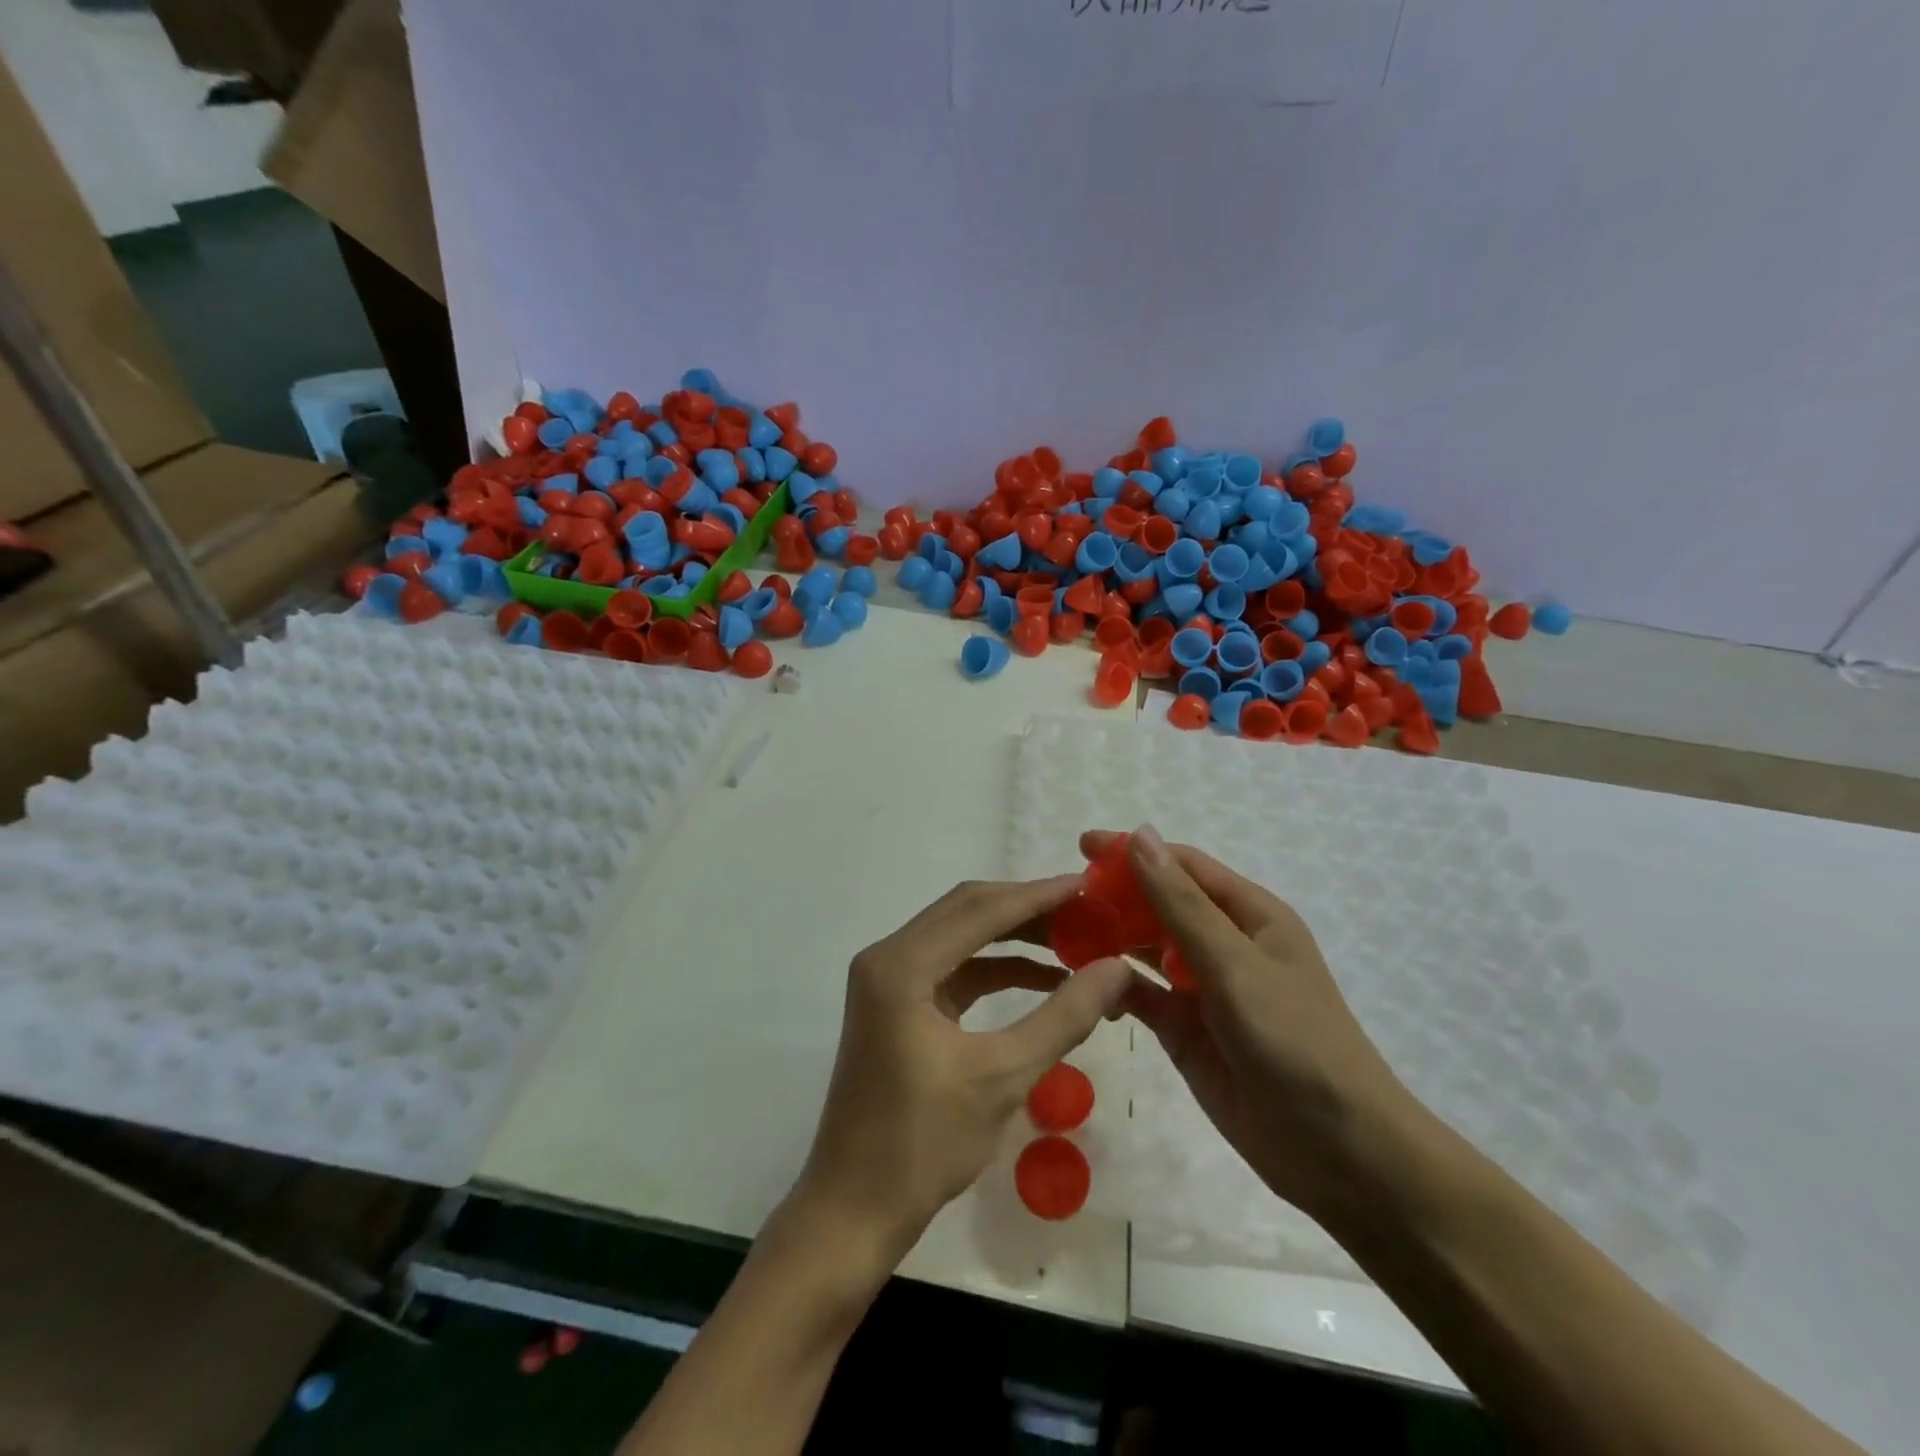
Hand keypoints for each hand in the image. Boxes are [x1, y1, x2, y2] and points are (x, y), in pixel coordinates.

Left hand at [793, 875, 1132, 1264]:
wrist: (854, 1209)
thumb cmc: (924, 1145)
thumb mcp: (1003, 1077)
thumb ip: (1063, 1015)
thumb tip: (1117, 968)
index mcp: (901, 965)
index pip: (981, 908)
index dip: (1039, 894)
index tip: (1090, 886)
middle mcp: (888, 957)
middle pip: (967, 910)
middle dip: (1028, 908)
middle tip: (1087, 909)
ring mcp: (889, 979)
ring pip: (961, 936)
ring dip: (1014, 936)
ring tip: (1074, 939)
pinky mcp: (897, 1003)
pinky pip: (953, 968)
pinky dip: (995, 967)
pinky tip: (1042, 977)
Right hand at [1088, 826, 1412, 1222]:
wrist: (1337, 1151)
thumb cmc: (1294, 1040)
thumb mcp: (1234, 964)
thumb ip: (1181, 903)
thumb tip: (1140, 836)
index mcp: (1249, 915)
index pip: (1182, 866)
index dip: (1134, 852)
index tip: (1082, 847)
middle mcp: (1224, 943)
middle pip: (1159, 903)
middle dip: (1115, 896)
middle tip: (1062, 900)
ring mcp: (1202, 987)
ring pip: (1145, 947)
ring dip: (1109, 938)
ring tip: (1062, 936)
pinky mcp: (1184, 1029)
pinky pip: (1140, 994)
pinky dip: (1113, 986)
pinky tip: (1084, 985)